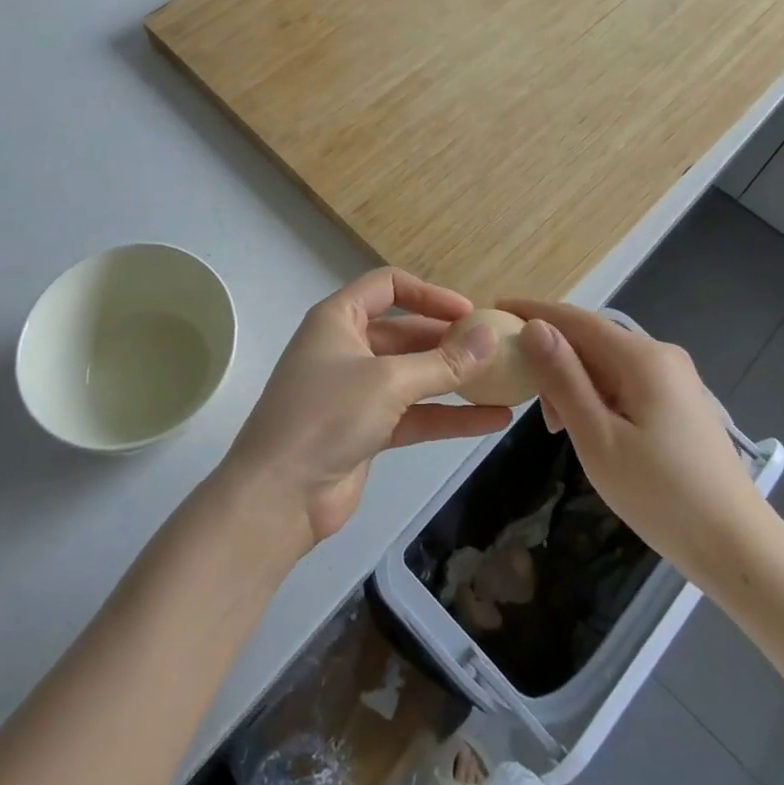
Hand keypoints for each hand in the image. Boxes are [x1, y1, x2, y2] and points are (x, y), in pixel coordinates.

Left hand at [219, 269, 513, 553]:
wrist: (279, 497)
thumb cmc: (326, 416)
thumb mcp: (389, 381)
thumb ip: (443, 362)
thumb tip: (492, 337)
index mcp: (338, 319)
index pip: (388, 287)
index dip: (430, 294)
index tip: (471, 312)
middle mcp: (347, 348)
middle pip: (406, 332)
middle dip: (449, 340)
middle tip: (496, 349)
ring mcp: (356, 391)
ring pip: (414, 376)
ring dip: (454, 380)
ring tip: (504, 381)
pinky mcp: (367, 430)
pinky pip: (415, 414)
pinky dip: (449, 417)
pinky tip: (493, 421)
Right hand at [500, 300, 783, 597]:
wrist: (737, 547)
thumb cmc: (661, 496)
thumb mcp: (598, 438)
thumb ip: (563, 379)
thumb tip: (533, 327)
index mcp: (642, 357)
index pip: (576, 319)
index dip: (533, 311)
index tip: (495, 307)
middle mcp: (661, 356)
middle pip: (592, 339)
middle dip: (552, 355)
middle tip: (519, 389)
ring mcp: (674, 379)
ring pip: (607, 363)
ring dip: (573, 381)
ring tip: (554, 423)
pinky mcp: (679, 403)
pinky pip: (625, 382)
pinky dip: (596, 395)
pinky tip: (586, 426)